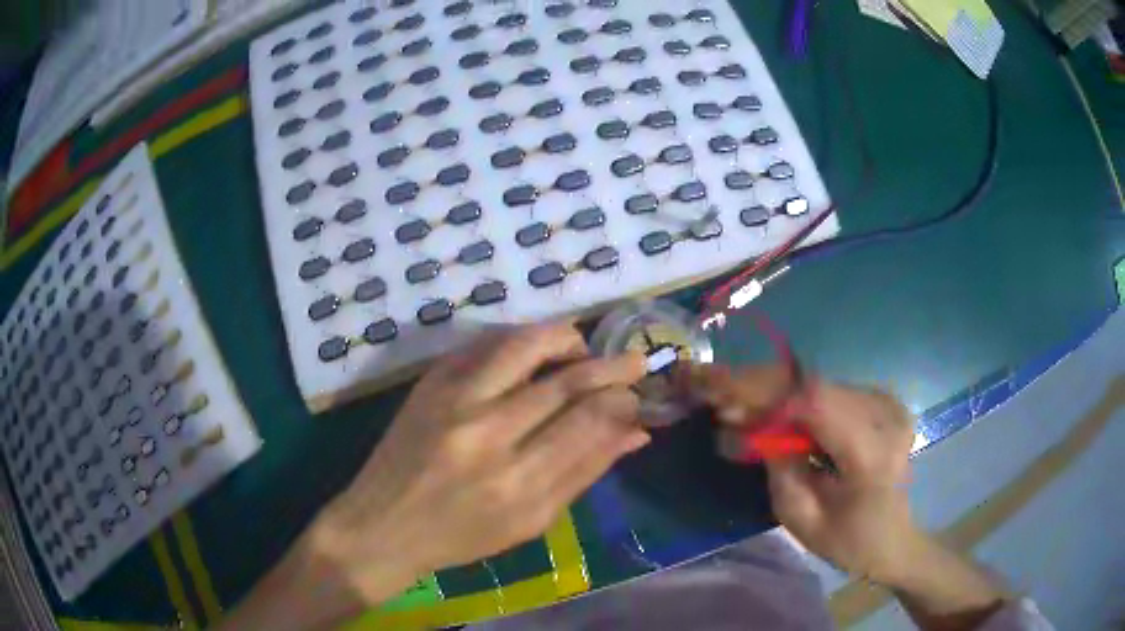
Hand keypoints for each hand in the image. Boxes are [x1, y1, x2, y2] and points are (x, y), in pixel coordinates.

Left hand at [311, 322, 649, 603]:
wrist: (383, 524)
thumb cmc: (461, 537)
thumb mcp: (532, 522)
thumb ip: (585, 473)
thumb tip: (636, 433)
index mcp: (518, 483)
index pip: (590, 421)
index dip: (622, 402)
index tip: (636, 398)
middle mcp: (488, 433)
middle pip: (566, 381)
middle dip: (611, 366)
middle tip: (633, 362)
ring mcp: (454, 400)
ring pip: (526, 345)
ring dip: (566, 338)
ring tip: (585, 347)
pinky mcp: (430, 382)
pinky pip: (486, 344)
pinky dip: (521, 341)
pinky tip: (538, 351)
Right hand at [688, 366, 921, 582]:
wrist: (895, 539)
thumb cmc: (849, 542)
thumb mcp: (802, 519)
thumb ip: (778, 468)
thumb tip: (747, 422)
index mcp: (872, 454)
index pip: (816, 402)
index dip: (765, 394)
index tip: (722, 399)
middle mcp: (885, 416)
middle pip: (814, 385)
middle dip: (762, 388)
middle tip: (720, 397)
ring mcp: (888, 403)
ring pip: (819, 383)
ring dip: (776, 392)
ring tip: (741, 407)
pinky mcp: (883, 400)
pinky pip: (831, 390)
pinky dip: (797, 397)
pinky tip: (776, 412)